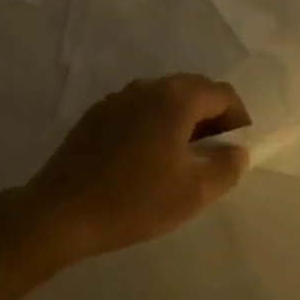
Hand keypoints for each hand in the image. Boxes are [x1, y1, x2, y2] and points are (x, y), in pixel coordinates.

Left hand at [20, 75, 250, 263]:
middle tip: (213, 156)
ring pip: (163, 101)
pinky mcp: (96, 115)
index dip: (238, 119)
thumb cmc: (134, 200)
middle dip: (211, 119)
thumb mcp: (194, 191)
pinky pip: (137, 111)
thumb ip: (226, 166)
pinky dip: (153, 127)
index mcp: (175, 98)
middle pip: (192, 91)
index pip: (222, 94)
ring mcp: (117, 98)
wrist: (61, 212)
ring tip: (180, 161)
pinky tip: (144, 162)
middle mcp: (147, 87)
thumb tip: (236, 150)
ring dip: (181, 122)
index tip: (236, 151)